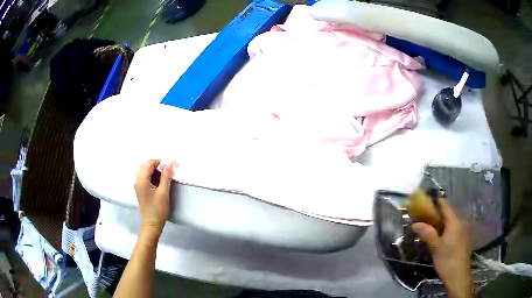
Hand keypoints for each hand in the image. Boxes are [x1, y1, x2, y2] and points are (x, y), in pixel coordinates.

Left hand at [134, 160, 174, 234]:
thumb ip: (166, 177)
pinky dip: (151, 177)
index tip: (169, 167)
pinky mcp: (140, 190)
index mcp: (142, 180)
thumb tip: (169, 164)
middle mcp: (137, 181)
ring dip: (154, 171)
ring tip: (164, 178)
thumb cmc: (158, 209)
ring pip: (144, 171)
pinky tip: (159, 183)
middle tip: (166, 172)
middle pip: (145, 166)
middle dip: (156, 166)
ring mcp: (138, 185)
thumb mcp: (164, 192)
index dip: (159, 162)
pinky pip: (144, 178)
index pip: (149, 164)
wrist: (152, 224)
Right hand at [412, 199, 471, 297]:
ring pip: (451, 222)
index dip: (436, 202)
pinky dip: (446, 229)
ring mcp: (463, 231)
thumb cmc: (447, 260)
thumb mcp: (436, 248)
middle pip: (448, 214)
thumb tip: (415, 224)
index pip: (445, 206)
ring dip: (441, 222)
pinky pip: (453, 229)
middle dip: (437, 214)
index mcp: (454, 222)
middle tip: (424, 217)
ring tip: (430, 227)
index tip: (426, 201)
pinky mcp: (462, 239)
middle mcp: (460, 223)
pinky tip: (439, 237)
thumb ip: (427, 233)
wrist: (458, 275)